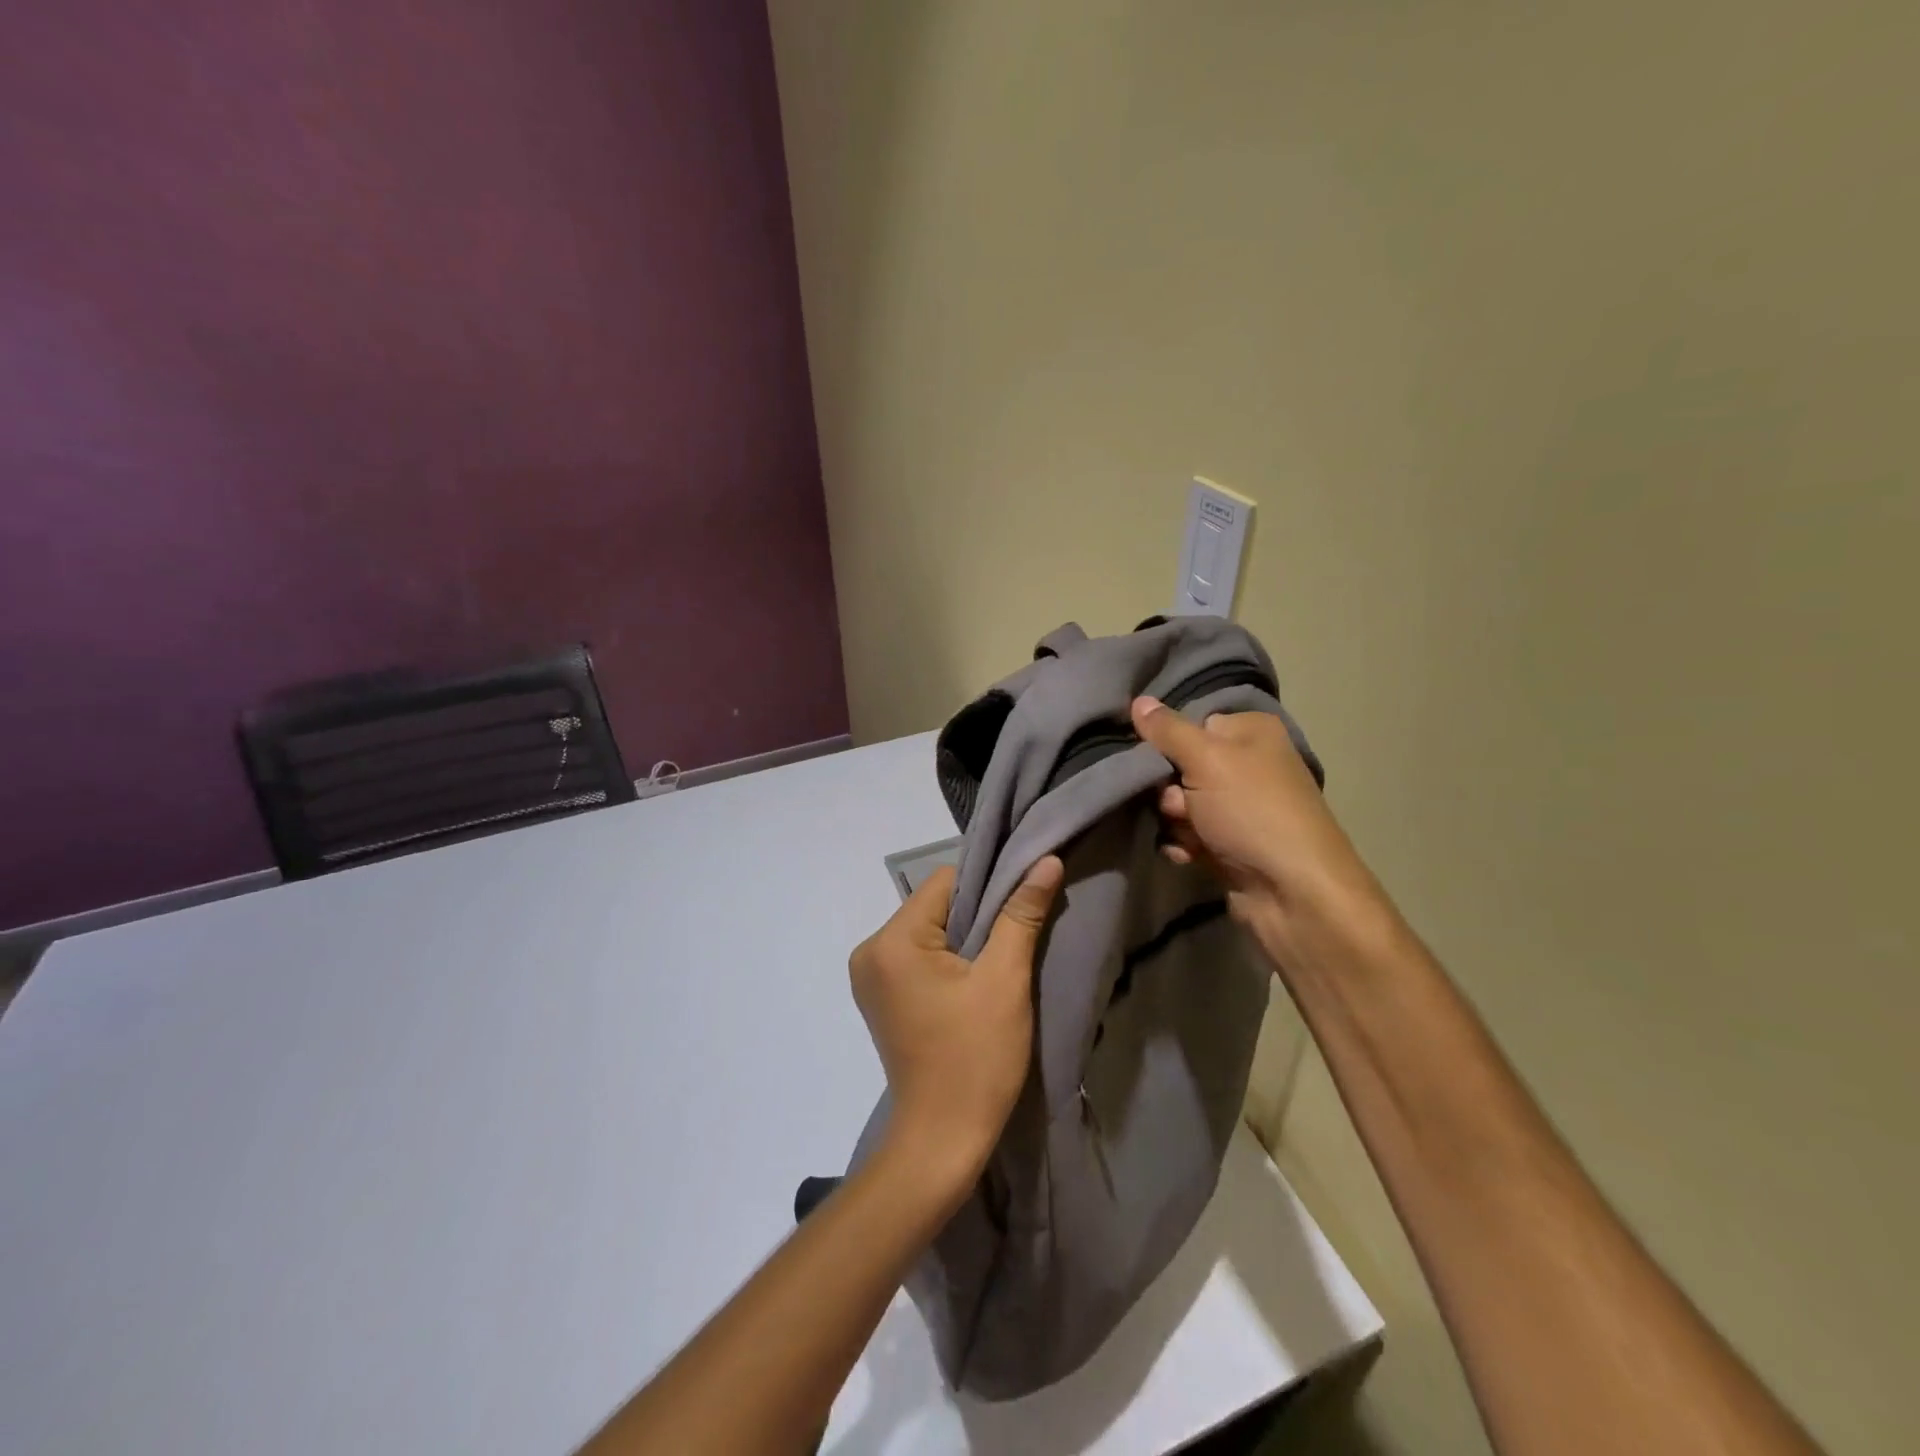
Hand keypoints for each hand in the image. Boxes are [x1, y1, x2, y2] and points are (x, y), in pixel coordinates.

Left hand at [849, 857, 1063, 1187]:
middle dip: (977, 916)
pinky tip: (974, 982)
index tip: (1020, 908)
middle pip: (934, 905)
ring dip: (965, 939)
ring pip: (929, 931)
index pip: (945, 882)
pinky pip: (919, 957)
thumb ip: (1022, 914)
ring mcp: (870, 977)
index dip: (988, 887)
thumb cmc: (976, 1059)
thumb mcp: (1005, 981)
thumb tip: (1045, 861)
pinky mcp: (881, 998)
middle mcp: (870, 951)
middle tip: (1016, 937)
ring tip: (997, 964)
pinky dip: (949, 960)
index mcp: (891, 941)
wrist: (942, 1142)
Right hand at [1130, 696, 1393, 971]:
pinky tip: (1188, 855)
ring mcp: (1242, 806)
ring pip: (1181, 803)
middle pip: (1182, 764)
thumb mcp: (1206, 760)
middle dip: (1168, 789)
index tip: (1152, 761)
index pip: (1192, 723)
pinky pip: (1191, 833)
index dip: (1167, 744)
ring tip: (1188, 835)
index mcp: (1251, 732)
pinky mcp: (1233, 842)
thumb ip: (1168, 730)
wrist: (1293, 893)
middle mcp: (1250, 764)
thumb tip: (1139, 700)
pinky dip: (1184, 843)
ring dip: (1174, 820)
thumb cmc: (1252, 812)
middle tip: (1176, 806)